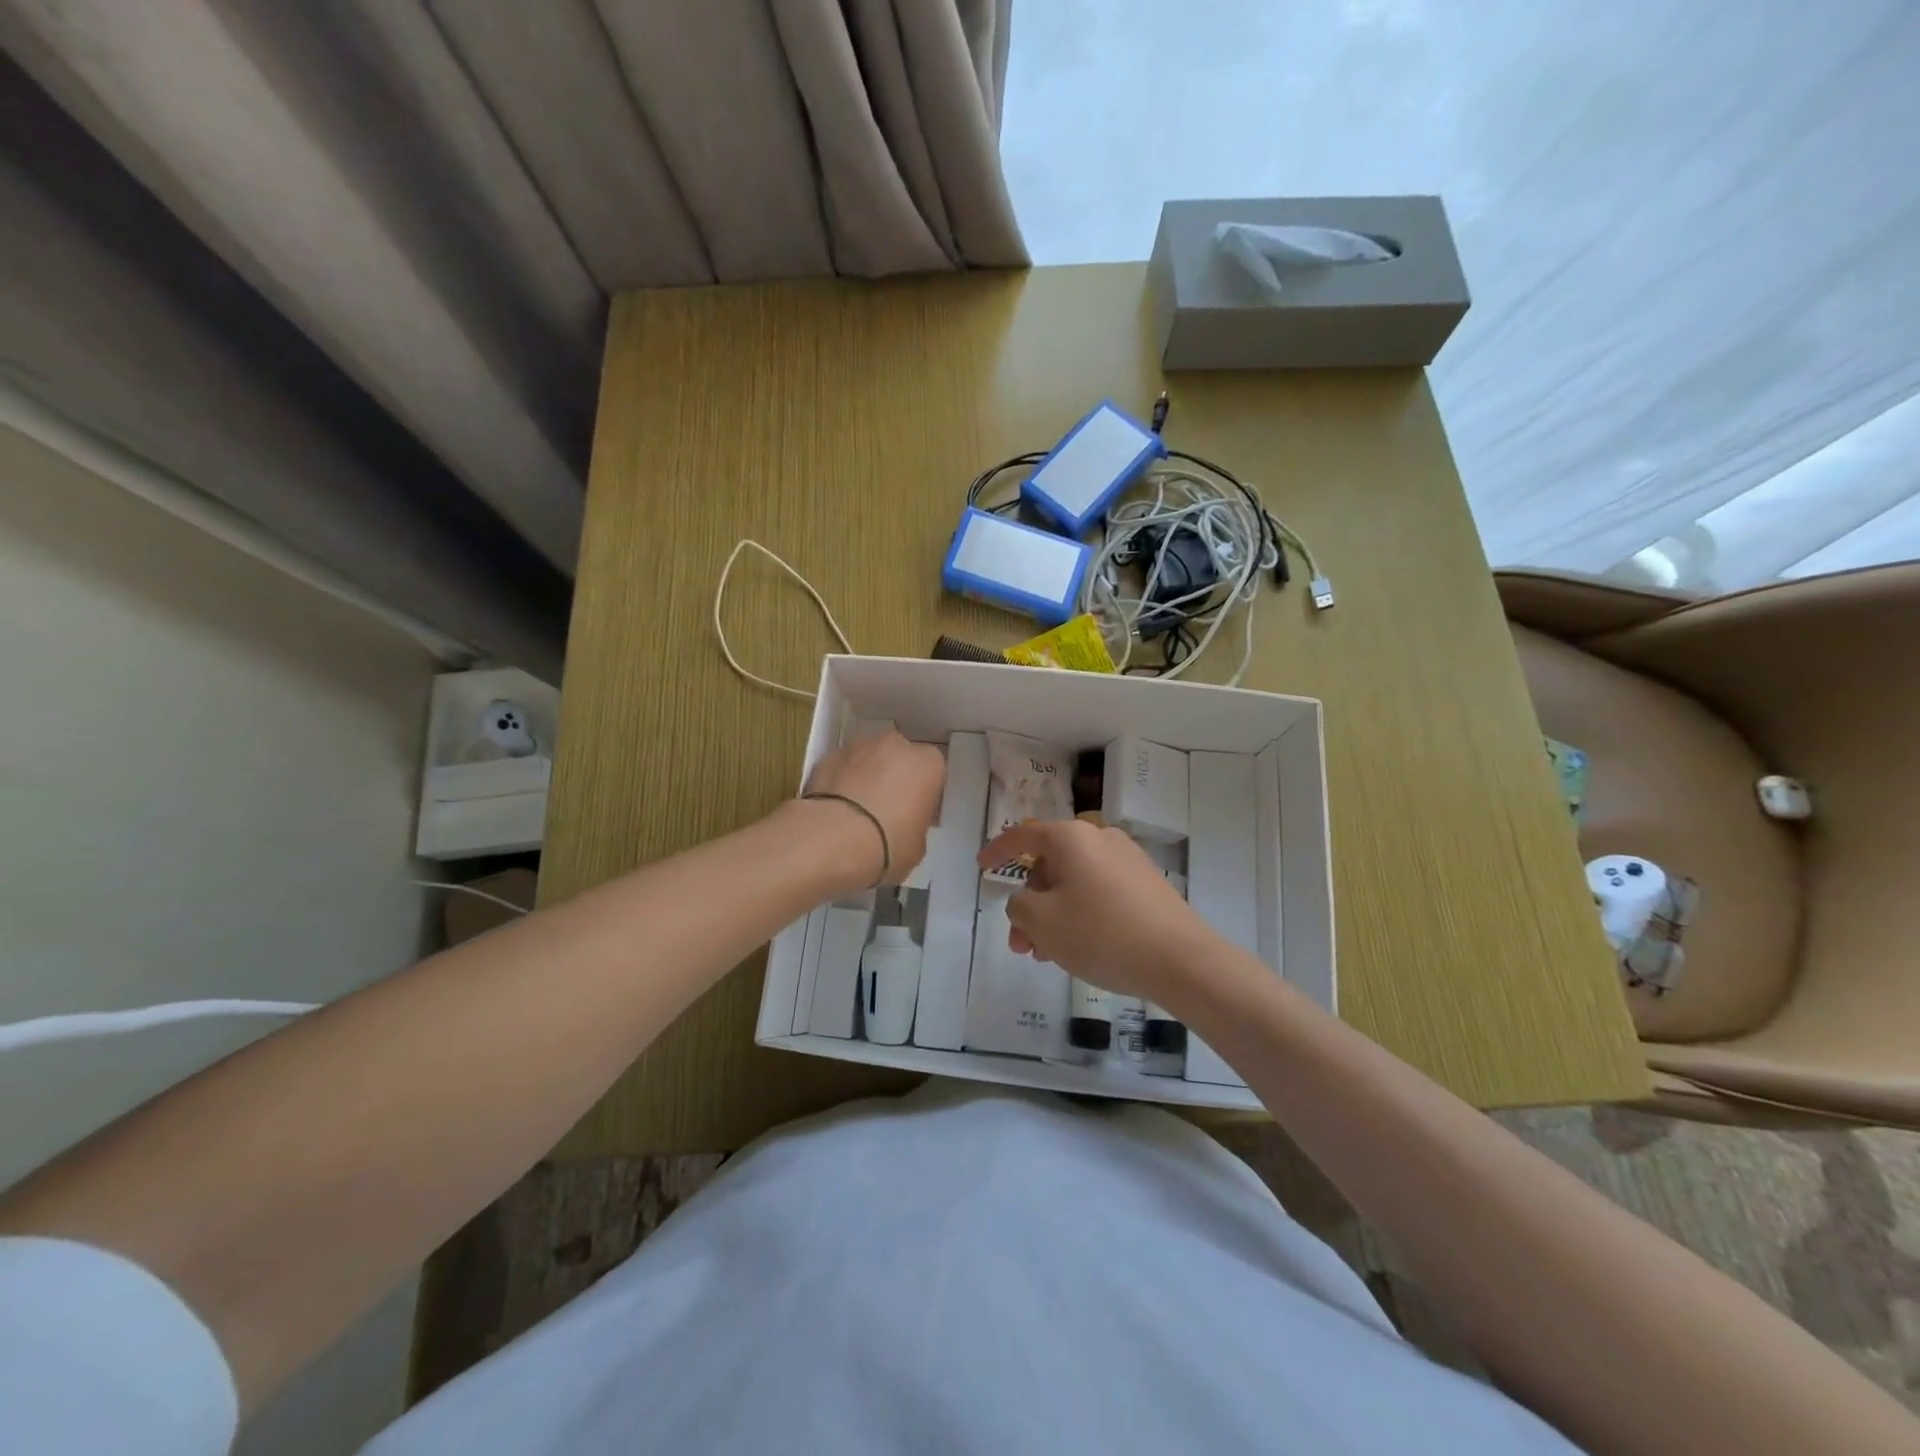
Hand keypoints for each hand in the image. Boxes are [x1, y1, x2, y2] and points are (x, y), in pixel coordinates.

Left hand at [801, 729, 946, 889]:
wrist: (832, 839)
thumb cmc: (888, 844)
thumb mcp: (917, 846)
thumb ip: (915, 824)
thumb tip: (903, 825)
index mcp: (928, 763)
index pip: (932, 772)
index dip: (922, 793)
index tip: (914, 814)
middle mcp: (896, 745)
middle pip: (899, 758)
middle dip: (894, 777)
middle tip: (885, 809)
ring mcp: (858, 746)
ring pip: (868, 758)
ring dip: (866, 776)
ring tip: (855, 810)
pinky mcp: (827, 756)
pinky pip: (841, 768)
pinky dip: (840, 781)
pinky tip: (834, 809)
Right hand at [976, 818, 1217, 1005]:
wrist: (1182, 960)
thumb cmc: (1102, 934)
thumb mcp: (1043, 922)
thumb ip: (1019, 906)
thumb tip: (1025, 901)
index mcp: (1072, 837)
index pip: (1024, 835)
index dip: (998, 850)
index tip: (982, 867)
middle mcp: (1101, 838)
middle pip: (1050, 864)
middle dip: (1029, 903)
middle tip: (1021, 943)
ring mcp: (1128, 860)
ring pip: (1074, 882)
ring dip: (1053, 914)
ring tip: (1047, 955)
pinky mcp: (1147, 884)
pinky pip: (1099, 892)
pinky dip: (1080, 914)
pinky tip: (1079, 949)